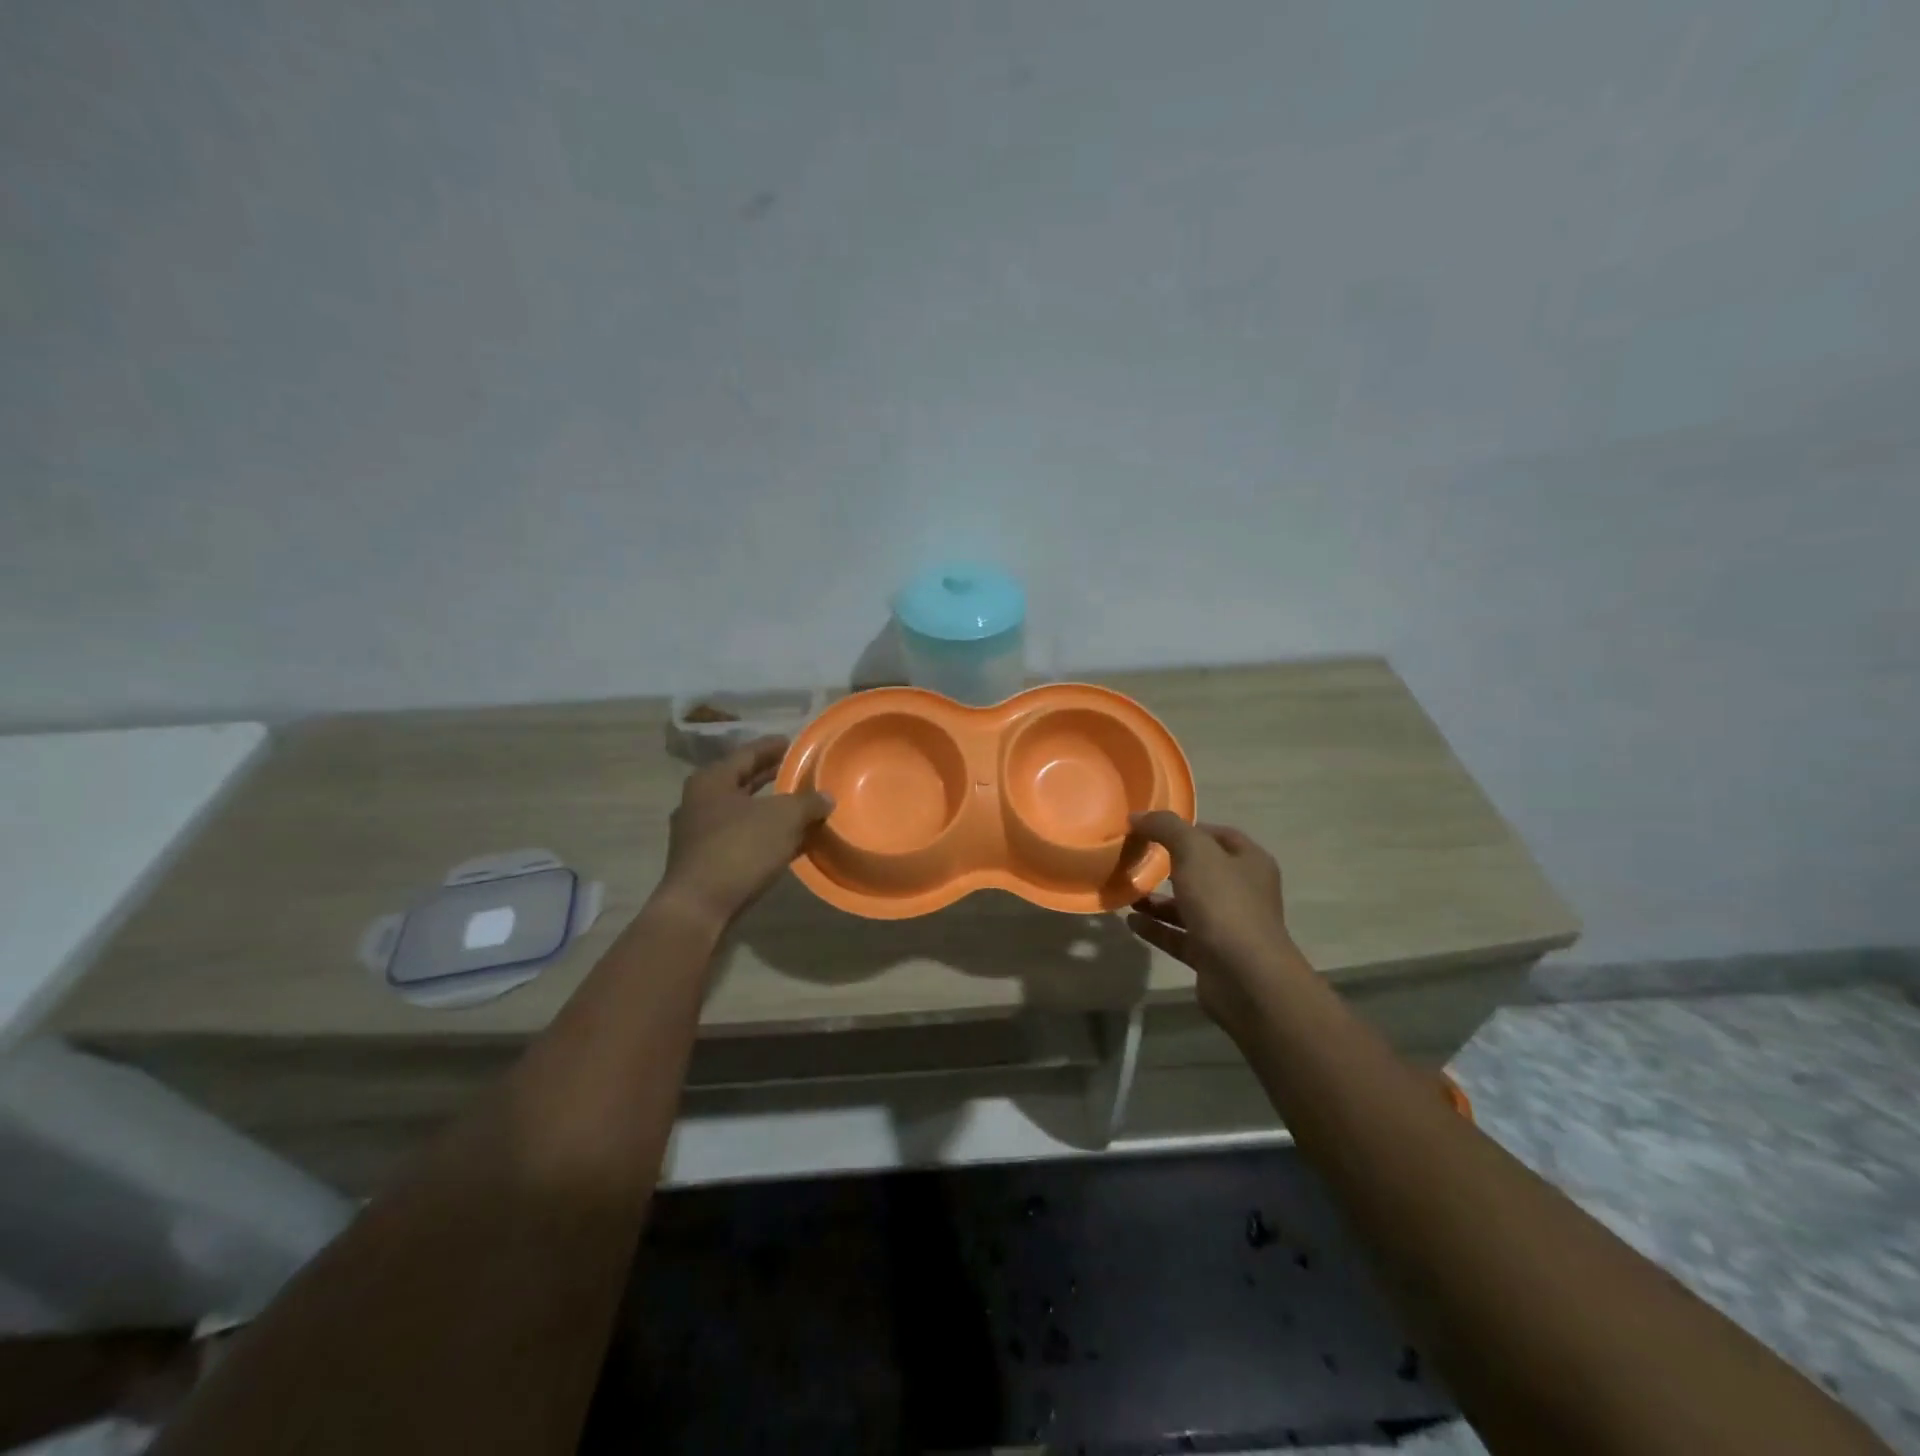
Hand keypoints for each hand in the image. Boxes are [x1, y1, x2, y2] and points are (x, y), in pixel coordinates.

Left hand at [654, 736, 833, 929]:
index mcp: (712, 780)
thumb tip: (826, 797)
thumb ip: (807, 802)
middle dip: (772, 777)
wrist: (700, 906)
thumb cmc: (739, 848)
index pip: (748, 753)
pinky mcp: (705, 861)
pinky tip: (789, 839)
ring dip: (770, 808)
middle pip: (743, 781)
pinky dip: (764, 833)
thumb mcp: (783, 818)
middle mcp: (699, 801)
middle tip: (801, 772)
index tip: (794, 743)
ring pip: (743, 811)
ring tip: (801, 805)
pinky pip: (742, 836)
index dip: (773, 747)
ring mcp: (699, 833)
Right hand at [1124, 812, 1306, 1024]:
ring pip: (1188, 906)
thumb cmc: (1224, 904)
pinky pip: (1178, 936)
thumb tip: (1138, 816)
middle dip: (1169, 865)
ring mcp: (1228, 926)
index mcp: (1249, 862)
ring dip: (1158, 900)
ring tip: (1126, 892)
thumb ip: (1166, 827)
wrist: (1245, 978)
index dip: (1188, 829)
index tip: (1153, 829)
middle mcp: (1244, 892)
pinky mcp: (1212, 955)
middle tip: (1135, 859)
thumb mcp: (1194, 852)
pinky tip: (1131, 921)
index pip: (1219, 836)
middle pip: (1202, 871)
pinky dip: (1156, 928)